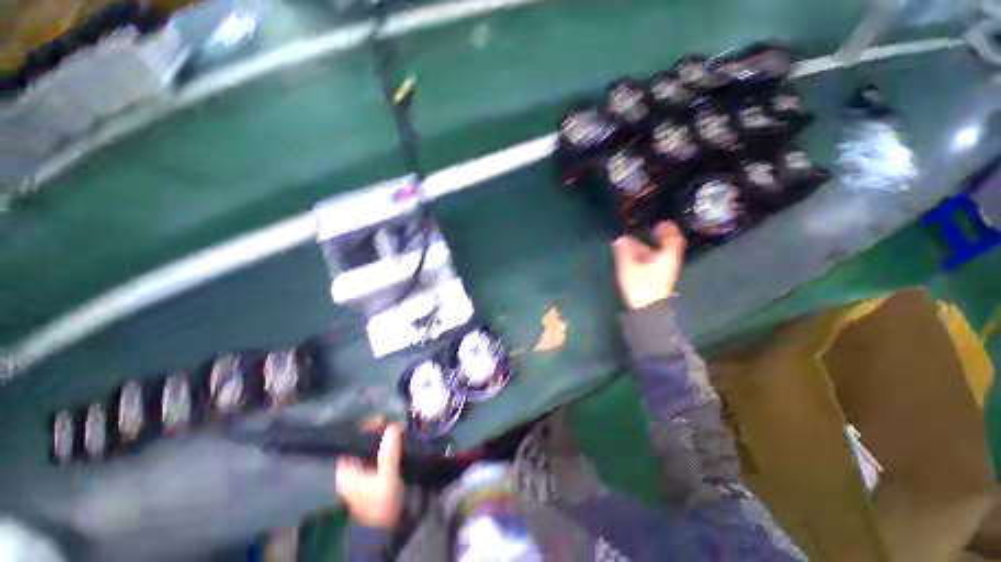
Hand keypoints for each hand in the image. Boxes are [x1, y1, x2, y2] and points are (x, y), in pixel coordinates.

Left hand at [335, 424, 403, 528]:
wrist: (384, 533)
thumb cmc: (380, 505)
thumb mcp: (386, 478)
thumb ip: (389, 453)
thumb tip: (393, 426)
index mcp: (346, 469)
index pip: (351, 440)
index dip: (366, 427)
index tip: (384, 419)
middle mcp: (350, 469)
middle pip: (362, 443)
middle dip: (379, 432)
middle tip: (396, 425)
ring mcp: (361, 474)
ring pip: (371, 449)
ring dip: (385, 439)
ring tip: (400, 430)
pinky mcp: (372, 478)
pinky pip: (378, 456)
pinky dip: (388, 448)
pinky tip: (399, 443)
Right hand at [612, 222, 685, 309]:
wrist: (647, 307)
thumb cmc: (641, 284)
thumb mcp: (629, 266)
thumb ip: (624, 251)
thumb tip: (619, 238)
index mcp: (667, 256)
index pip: (673, 238)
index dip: (668, 228)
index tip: (659, 222)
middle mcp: (668, 261)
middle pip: (666, 245)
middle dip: (655, 236)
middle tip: (643, 229)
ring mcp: (663, 270)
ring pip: (657, 254)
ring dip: (647, 246)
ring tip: (631, 241)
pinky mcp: (656, 278)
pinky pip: (653, 261)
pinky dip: (644, 256)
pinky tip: (633, 256)